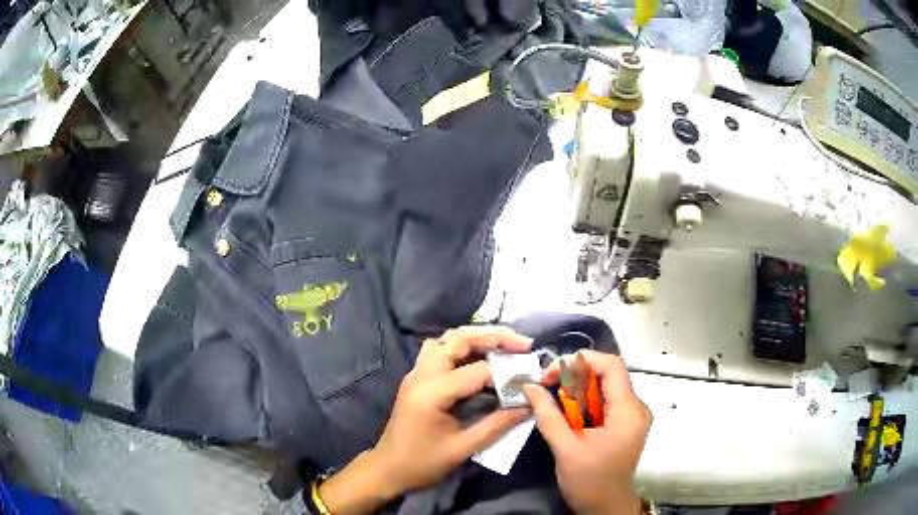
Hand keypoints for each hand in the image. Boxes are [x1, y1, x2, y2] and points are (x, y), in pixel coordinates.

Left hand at [318, 326, 531, 513]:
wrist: (388, 468)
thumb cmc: (423, 463)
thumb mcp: (463, 448)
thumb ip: (497, 425)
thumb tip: (528, 406)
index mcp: (433, 392)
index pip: (479, 370)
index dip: (507, 374)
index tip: (528, 381)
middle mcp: (423, 374)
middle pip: (459, 338)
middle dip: (494, 336)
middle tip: (523, 345)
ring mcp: (417, 372)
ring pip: (448, 339)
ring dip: (477, 337)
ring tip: (505, 347)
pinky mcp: (416, 377)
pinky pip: (439, 349)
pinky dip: (462, 347)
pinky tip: (479, 359)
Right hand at [522, 350, 650, 514]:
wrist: (606, 507)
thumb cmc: (589, 482)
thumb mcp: (565, 449)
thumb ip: (548, 415)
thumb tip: (529, 386)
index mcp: (628, 412)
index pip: (612, 367)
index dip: (583, 360)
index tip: (553, 371)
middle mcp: (636, 408)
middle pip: (608, 375)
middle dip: (575, 375)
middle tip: (547, 384)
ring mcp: (632, 416)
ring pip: (605, 387)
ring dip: (578, 388)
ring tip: (552, 397)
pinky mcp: (625, 424)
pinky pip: (605, 401)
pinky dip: (585, 401)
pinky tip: (567, 411)